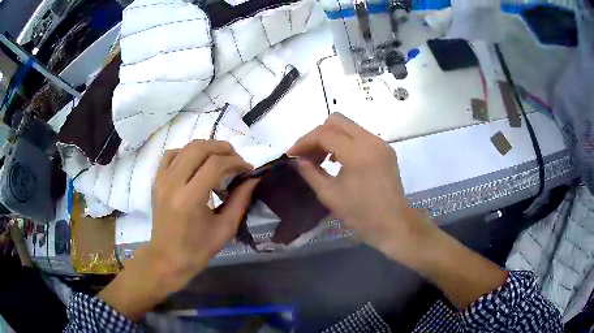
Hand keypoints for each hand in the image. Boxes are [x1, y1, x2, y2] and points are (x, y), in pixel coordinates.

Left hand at [148, 140, 256, 290]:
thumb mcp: (225, 229)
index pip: (216, 164)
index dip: (236, 162)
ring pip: (186, 148)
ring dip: (207, 148)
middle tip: (236, 160)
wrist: (167, 258)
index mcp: (190, 199)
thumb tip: (253, 179)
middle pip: (200, 148)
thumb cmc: (197, 249)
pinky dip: (187, 152)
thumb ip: (240, 201)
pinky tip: (196, 163)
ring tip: (220, 159)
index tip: (248, 170)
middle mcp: (173, 183)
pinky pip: (171, 155)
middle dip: (223, 148)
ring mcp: (162, 179)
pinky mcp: (156, 181)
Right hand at [288, 113, 433, 259]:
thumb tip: (296, 160)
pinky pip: (360, 136)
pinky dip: (345, 142)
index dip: (303, 142)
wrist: (394, 225)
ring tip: (320, 159)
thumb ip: (310, 173)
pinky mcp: (386, 150)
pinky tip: (338, 160)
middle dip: (317, 135)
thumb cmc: (361, 215)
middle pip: (336, 121)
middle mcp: (371, 140)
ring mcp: (381, 143)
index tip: (291, 155)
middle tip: (307, 155)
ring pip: (349, 127)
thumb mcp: (330, 195)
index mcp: (357, 152)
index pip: (324, 134)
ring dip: (331, 137)